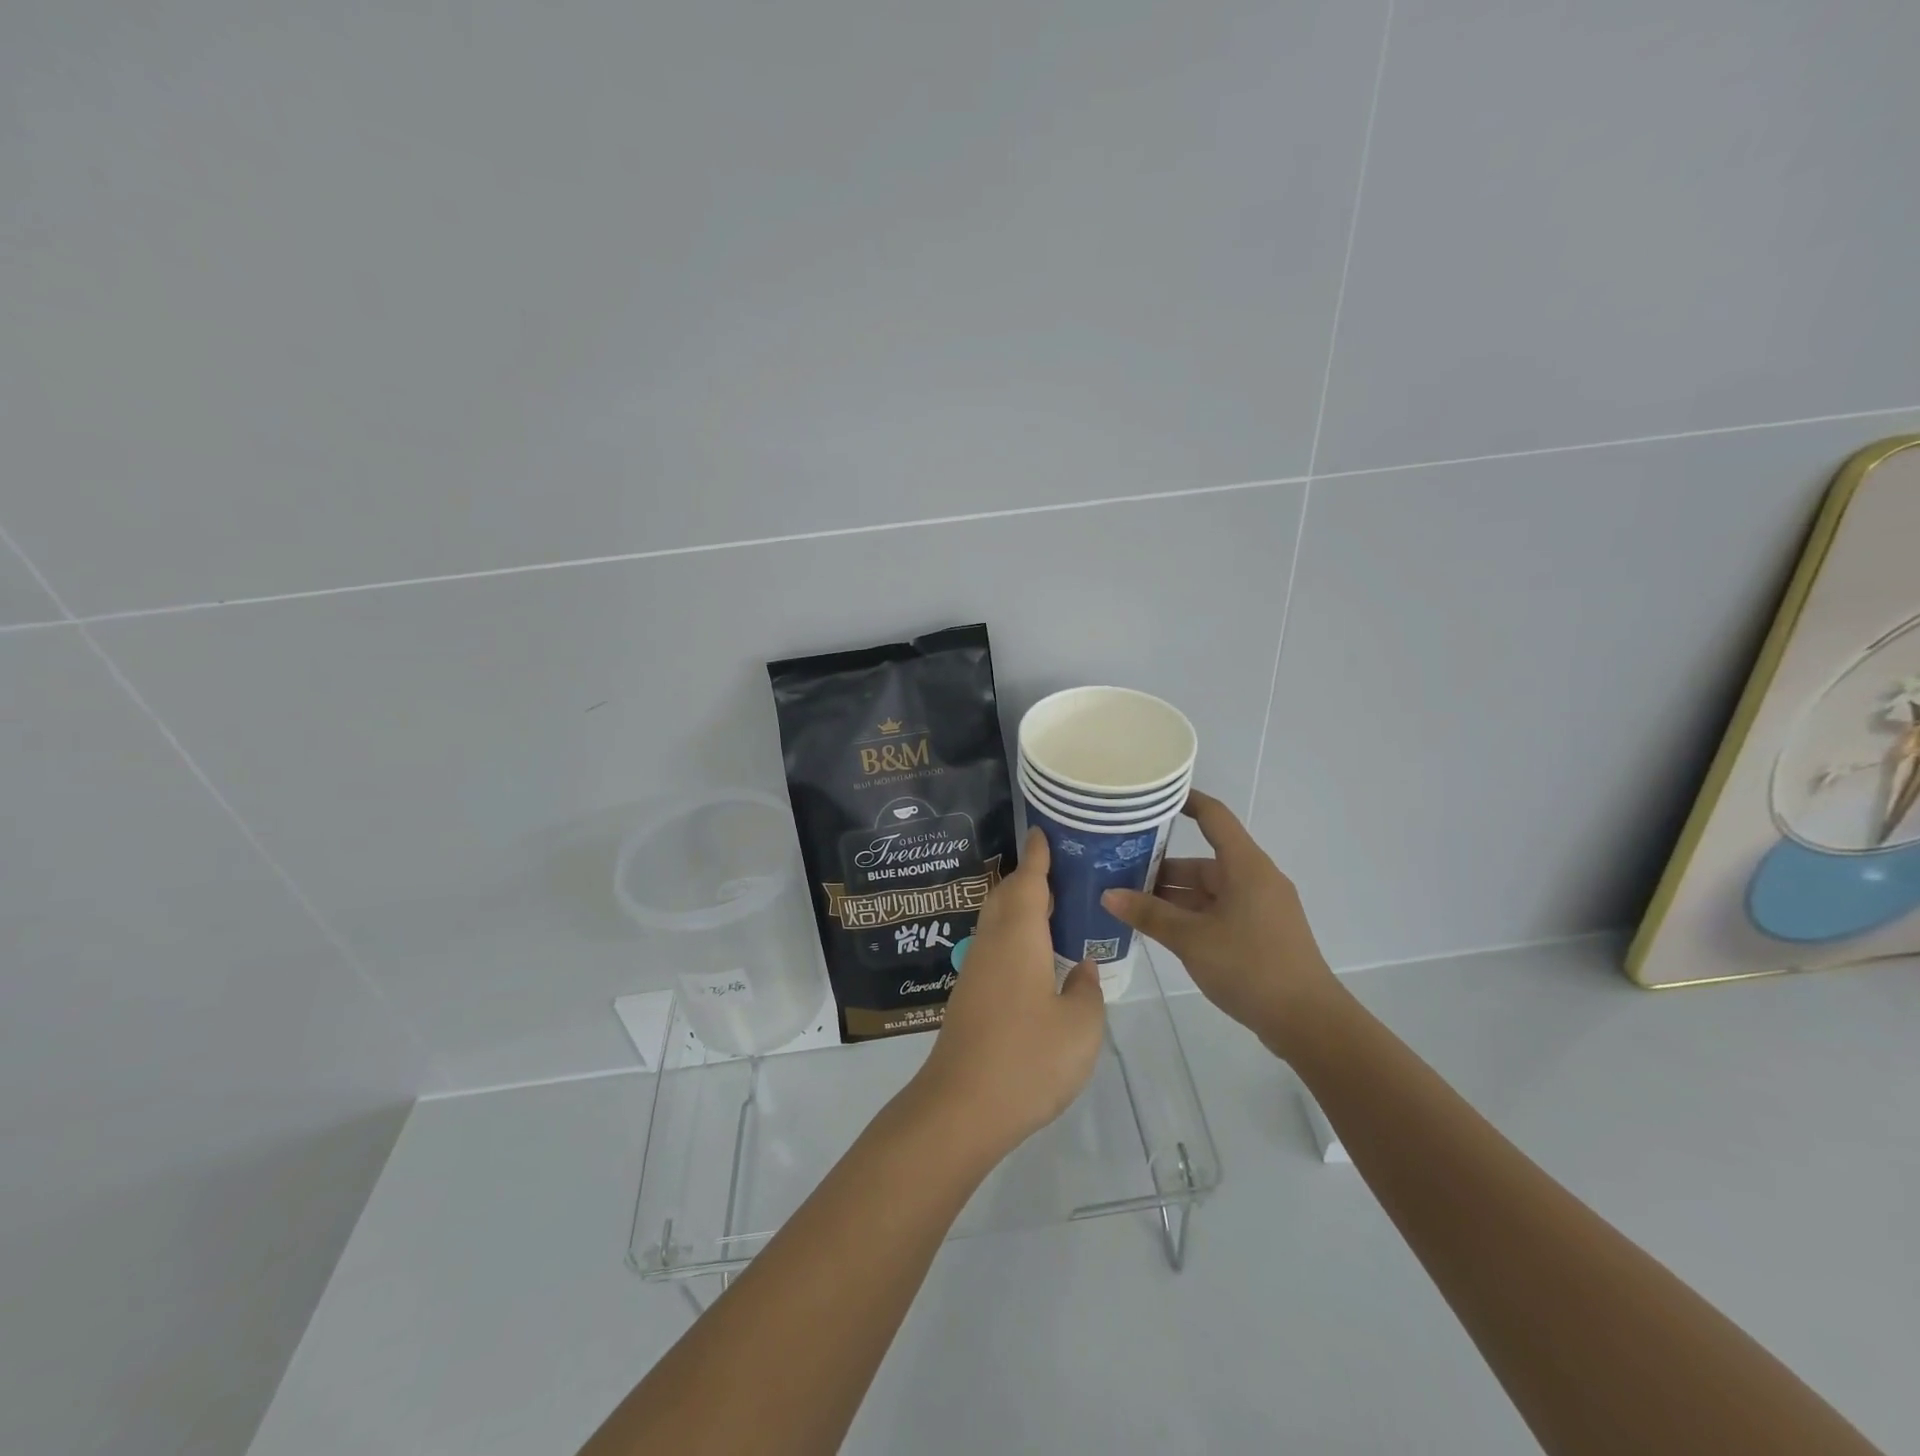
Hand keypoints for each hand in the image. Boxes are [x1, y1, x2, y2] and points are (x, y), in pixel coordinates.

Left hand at [911, 828, 1106, 1158]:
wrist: (961, 1107)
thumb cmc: (1028, 1059)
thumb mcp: (1080, 1027)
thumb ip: (1085, 990)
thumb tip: (1080, 968)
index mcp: (1019, 937)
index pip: (1029, 882)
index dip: (1038, 856)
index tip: (1043, 832)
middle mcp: (992, 943)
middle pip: (1007, 896)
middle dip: (1029, 878)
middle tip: (1060, 871)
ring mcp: (976, 970)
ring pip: (997, 922)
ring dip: (1019, 907)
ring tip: (1053, 909)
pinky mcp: (969, 996)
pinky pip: (994, 947)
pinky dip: (1014, 935)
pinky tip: (1034, 956)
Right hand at [1101, 789, 1338, 1058]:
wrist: (1308, 1022)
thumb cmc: (1250, 966)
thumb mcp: (1191, 939)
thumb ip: (1149, 914)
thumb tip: (1108, 894)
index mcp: (1245, 866)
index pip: (1213, 816)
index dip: (1185, 801)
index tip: (1150, 797)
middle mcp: (1254, 878)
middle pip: (1202, 860)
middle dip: (1161, 866)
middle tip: (1118, 868)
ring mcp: (1259, 907)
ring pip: (1207, 889)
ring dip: (1172, 895)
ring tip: (1129, 901)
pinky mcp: (1259, 932)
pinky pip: (1217, 911)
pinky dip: (1189, 914)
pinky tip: (1159, 928)